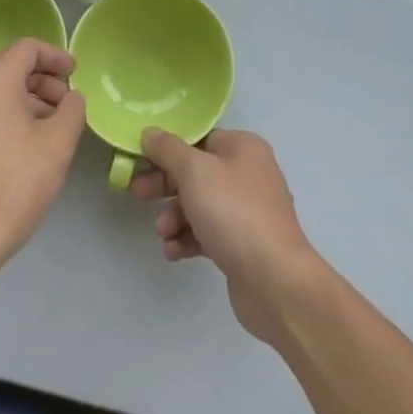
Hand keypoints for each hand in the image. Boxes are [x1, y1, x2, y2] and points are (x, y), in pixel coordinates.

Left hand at [0, 39, 85, 283]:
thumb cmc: (15, 183)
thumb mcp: (58, 144)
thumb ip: (72, 109)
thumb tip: (71, 98)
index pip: (28, 48)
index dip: (56, 56)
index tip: (76, 72)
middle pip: (10, 65)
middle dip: (43, 79)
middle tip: (67, 102)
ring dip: (28, 96)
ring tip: (54, 124)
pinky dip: (9, 111)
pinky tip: (29, 140)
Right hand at [131, 127, 326, 346]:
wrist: (274, 280)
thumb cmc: (233, 212)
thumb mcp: (194, 171)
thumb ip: (168, 149)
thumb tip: (150, 132)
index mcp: (243, 148)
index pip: (199, 139)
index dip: (168, 148)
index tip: (141, 160)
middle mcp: (248, 174)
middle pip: (196, 172)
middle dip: (165, 185)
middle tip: (138, 193)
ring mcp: (248, 211)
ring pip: (199, 205)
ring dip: (175, 217)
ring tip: (164, 233)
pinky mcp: (243, 244)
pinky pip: (208, 233)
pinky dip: (188, 239)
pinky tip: (174, 252)